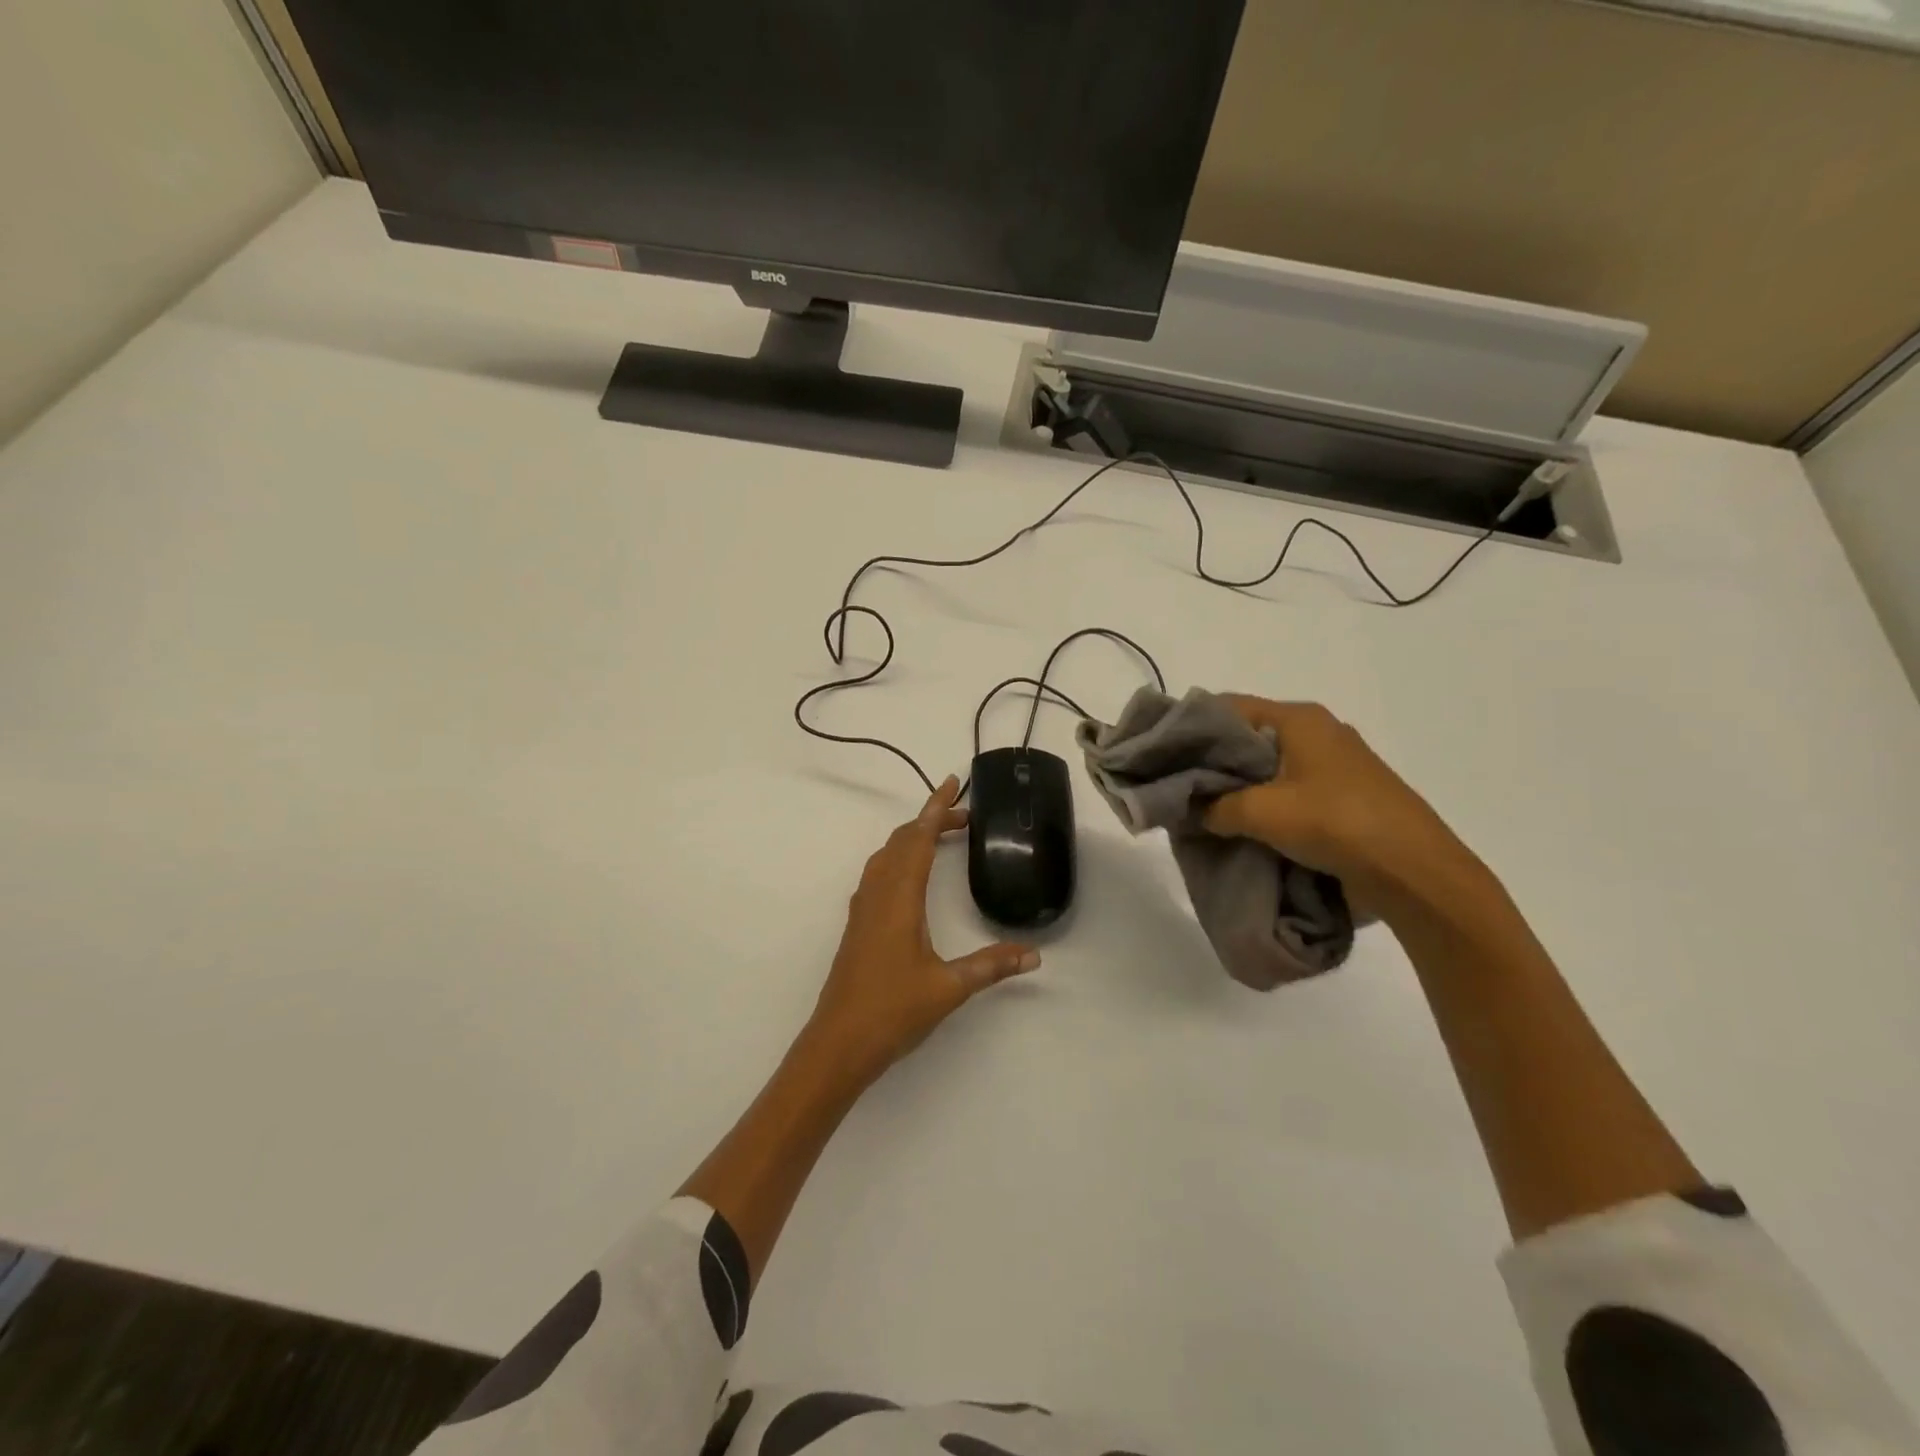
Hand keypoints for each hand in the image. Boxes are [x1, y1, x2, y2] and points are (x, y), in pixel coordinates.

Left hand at [807, 777, 1038, 1087]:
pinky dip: (897, 859)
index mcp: (899, 899)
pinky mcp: (857, 926)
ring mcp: (862, 910)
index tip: (952, 782)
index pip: (918, 839)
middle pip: (900, 841)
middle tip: (962, 816)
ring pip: (885, 857)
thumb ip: (991, 966)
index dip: (936, 808)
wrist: (837, 1044)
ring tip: (938, 837)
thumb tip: (1034, 954)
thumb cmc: (892, 1011)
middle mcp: (877, 895)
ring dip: (910, 838)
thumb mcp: (949, 987)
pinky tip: (908, 877)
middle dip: (929, 820)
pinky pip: (877, 875)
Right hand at [1202, 698, 1481, 912]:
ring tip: (1200, 811)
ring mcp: (1333, 765)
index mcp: (1299, 719)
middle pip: (1246, 737)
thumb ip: (1214, 806)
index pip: (1227, 706)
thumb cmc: (1336, 823)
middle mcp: (1316, 732)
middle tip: (1174, 786)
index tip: (1159, 752)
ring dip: (1235, 788)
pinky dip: (1261, 804)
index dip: (1190, 726)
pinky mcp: (1342, 797)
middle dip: (1210, 762)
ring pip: (1266, 767)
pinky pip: (1286, 790)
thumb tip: (1188, 811)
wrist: (1415, 873)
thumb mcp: (1261, 812)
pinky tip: (1238, 827)